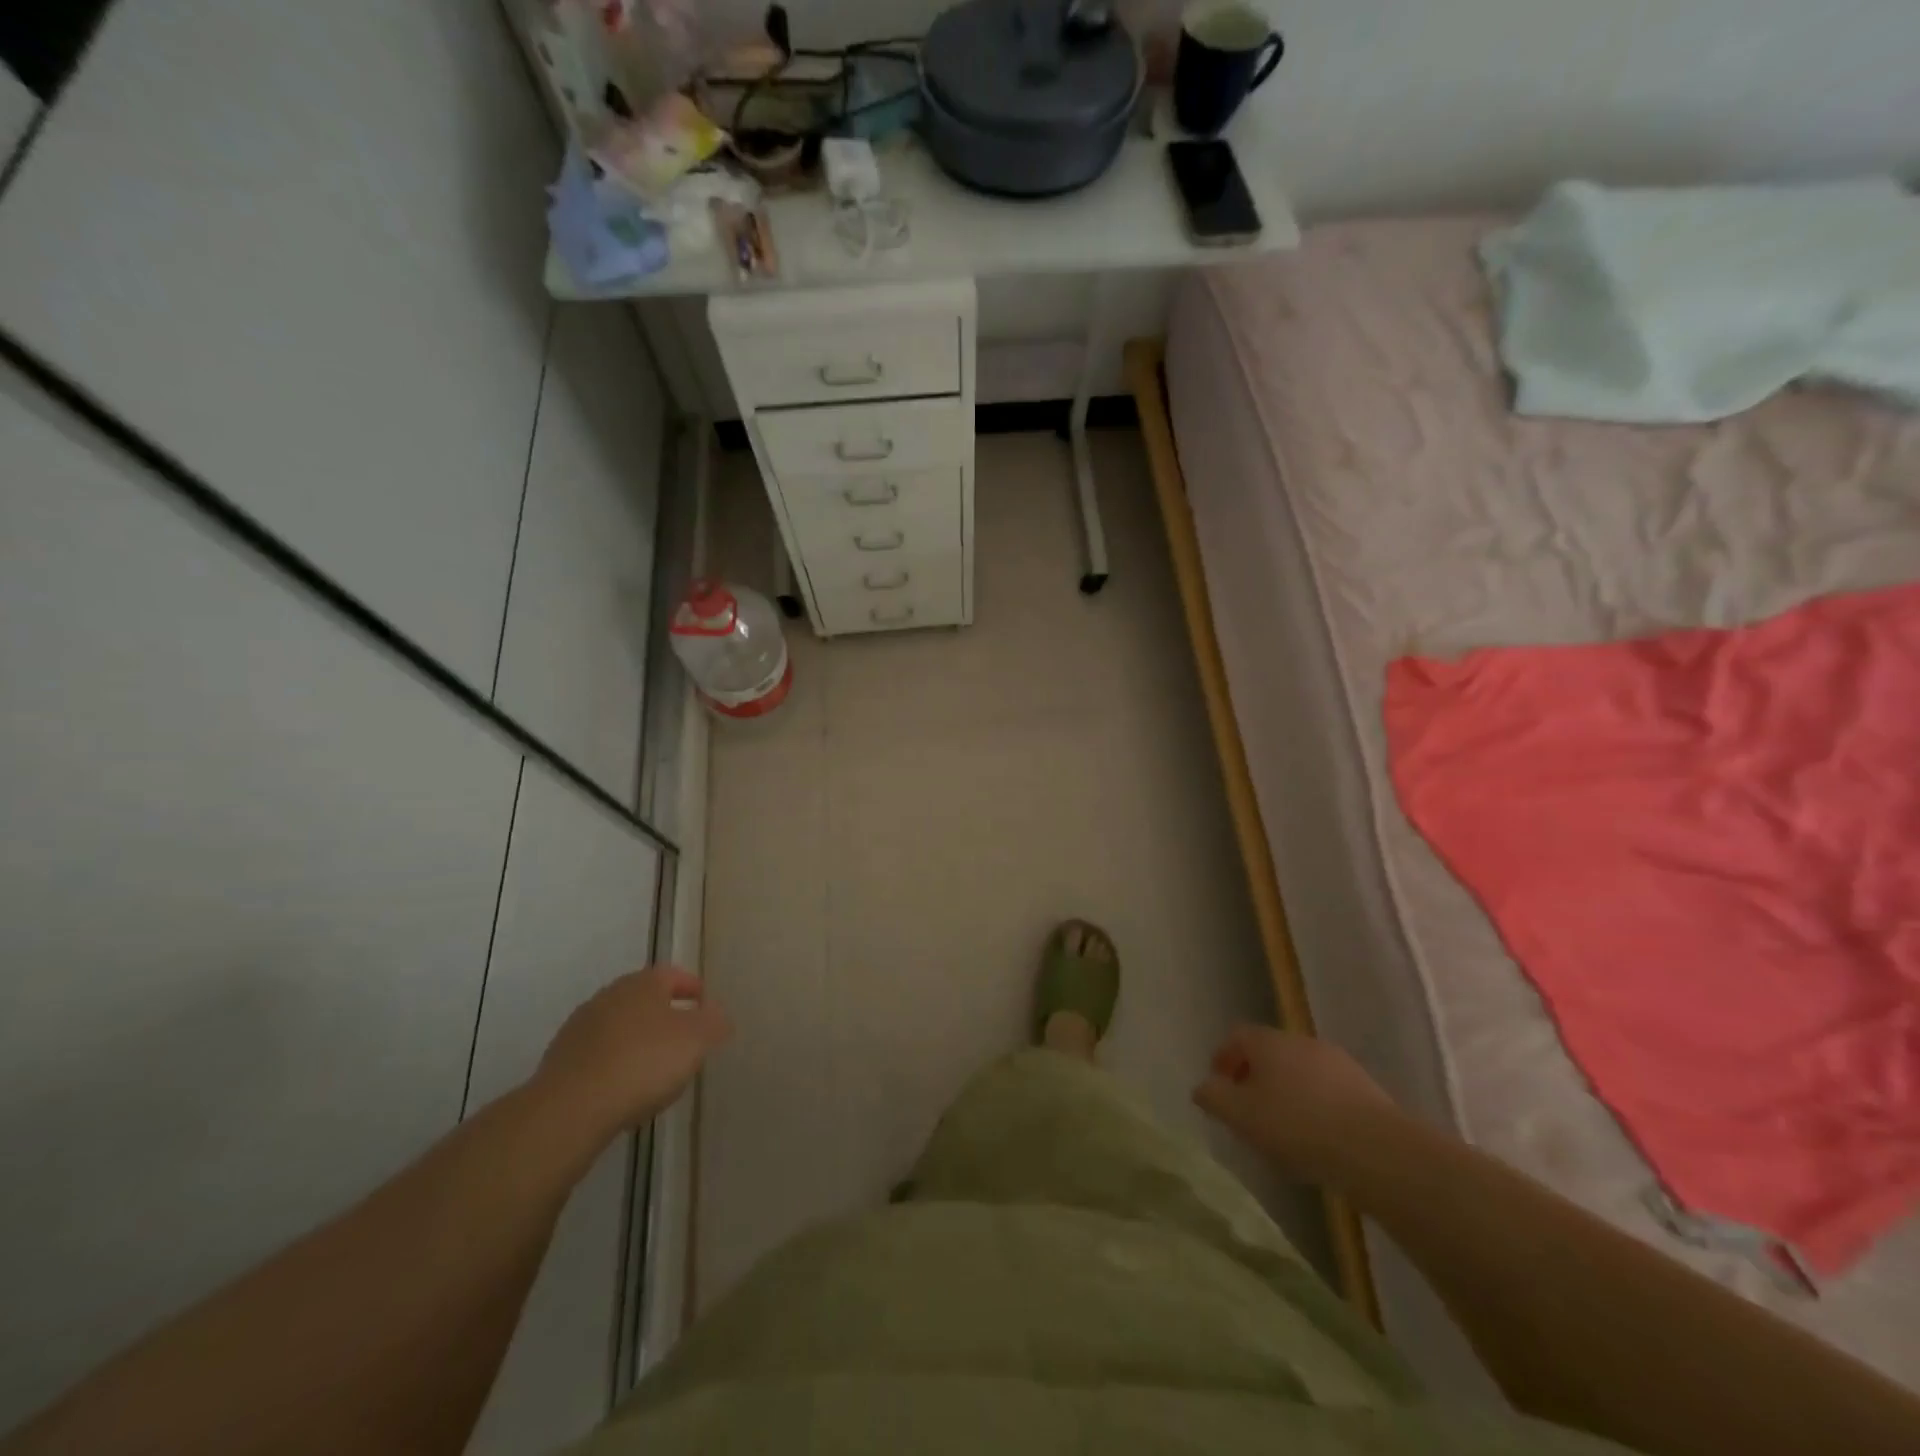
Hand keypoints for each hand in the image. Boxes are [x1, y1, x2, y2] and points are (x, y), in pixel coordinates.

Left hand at [536, 965, 731, 1135]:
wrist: (571, 1108)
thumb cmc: (644, 1062)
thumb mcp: (696, 1039)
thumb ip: (713, 1022)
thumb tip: (717, 1013)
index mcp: (643, 983)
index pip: (674, 975)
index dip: (693, 988)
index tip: (706, 1007)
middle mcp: (610, 995)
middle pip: (645, 999)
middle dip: (666, 1015)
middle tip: (685, 1039)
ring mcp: (581, 1027)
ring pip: (620, 1027)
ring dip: (639, 1040)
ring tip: (656, 1069)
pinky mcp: (561, 1060)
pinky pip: (599, 1055)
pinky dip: (615, 1064)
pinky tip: (624, 1088)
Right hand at [1193, 1024, 1396, 1178]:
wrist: (1375, 1149)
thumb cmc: (1296, 1126)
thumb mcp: (1240, 1115)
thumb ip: (1214, 1097)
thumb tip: (1203, 1087)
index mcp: (1268, 1041)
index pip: (1237, 1036)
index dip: (1223, 1058)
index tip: (1219, 1088)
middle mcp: (1301, 1041)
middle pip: (1270, 1052)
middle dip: (1255, 1077)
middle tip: (1248, 1110)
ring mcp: (1337, 1062)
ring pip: (1300, 1072)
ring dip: (1287, 1092)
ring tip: (1283, 1130)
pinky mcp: (1365, 1089)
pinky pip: (1328, 1092)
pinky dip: (1316, 1107)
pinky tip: (1318, 1138)